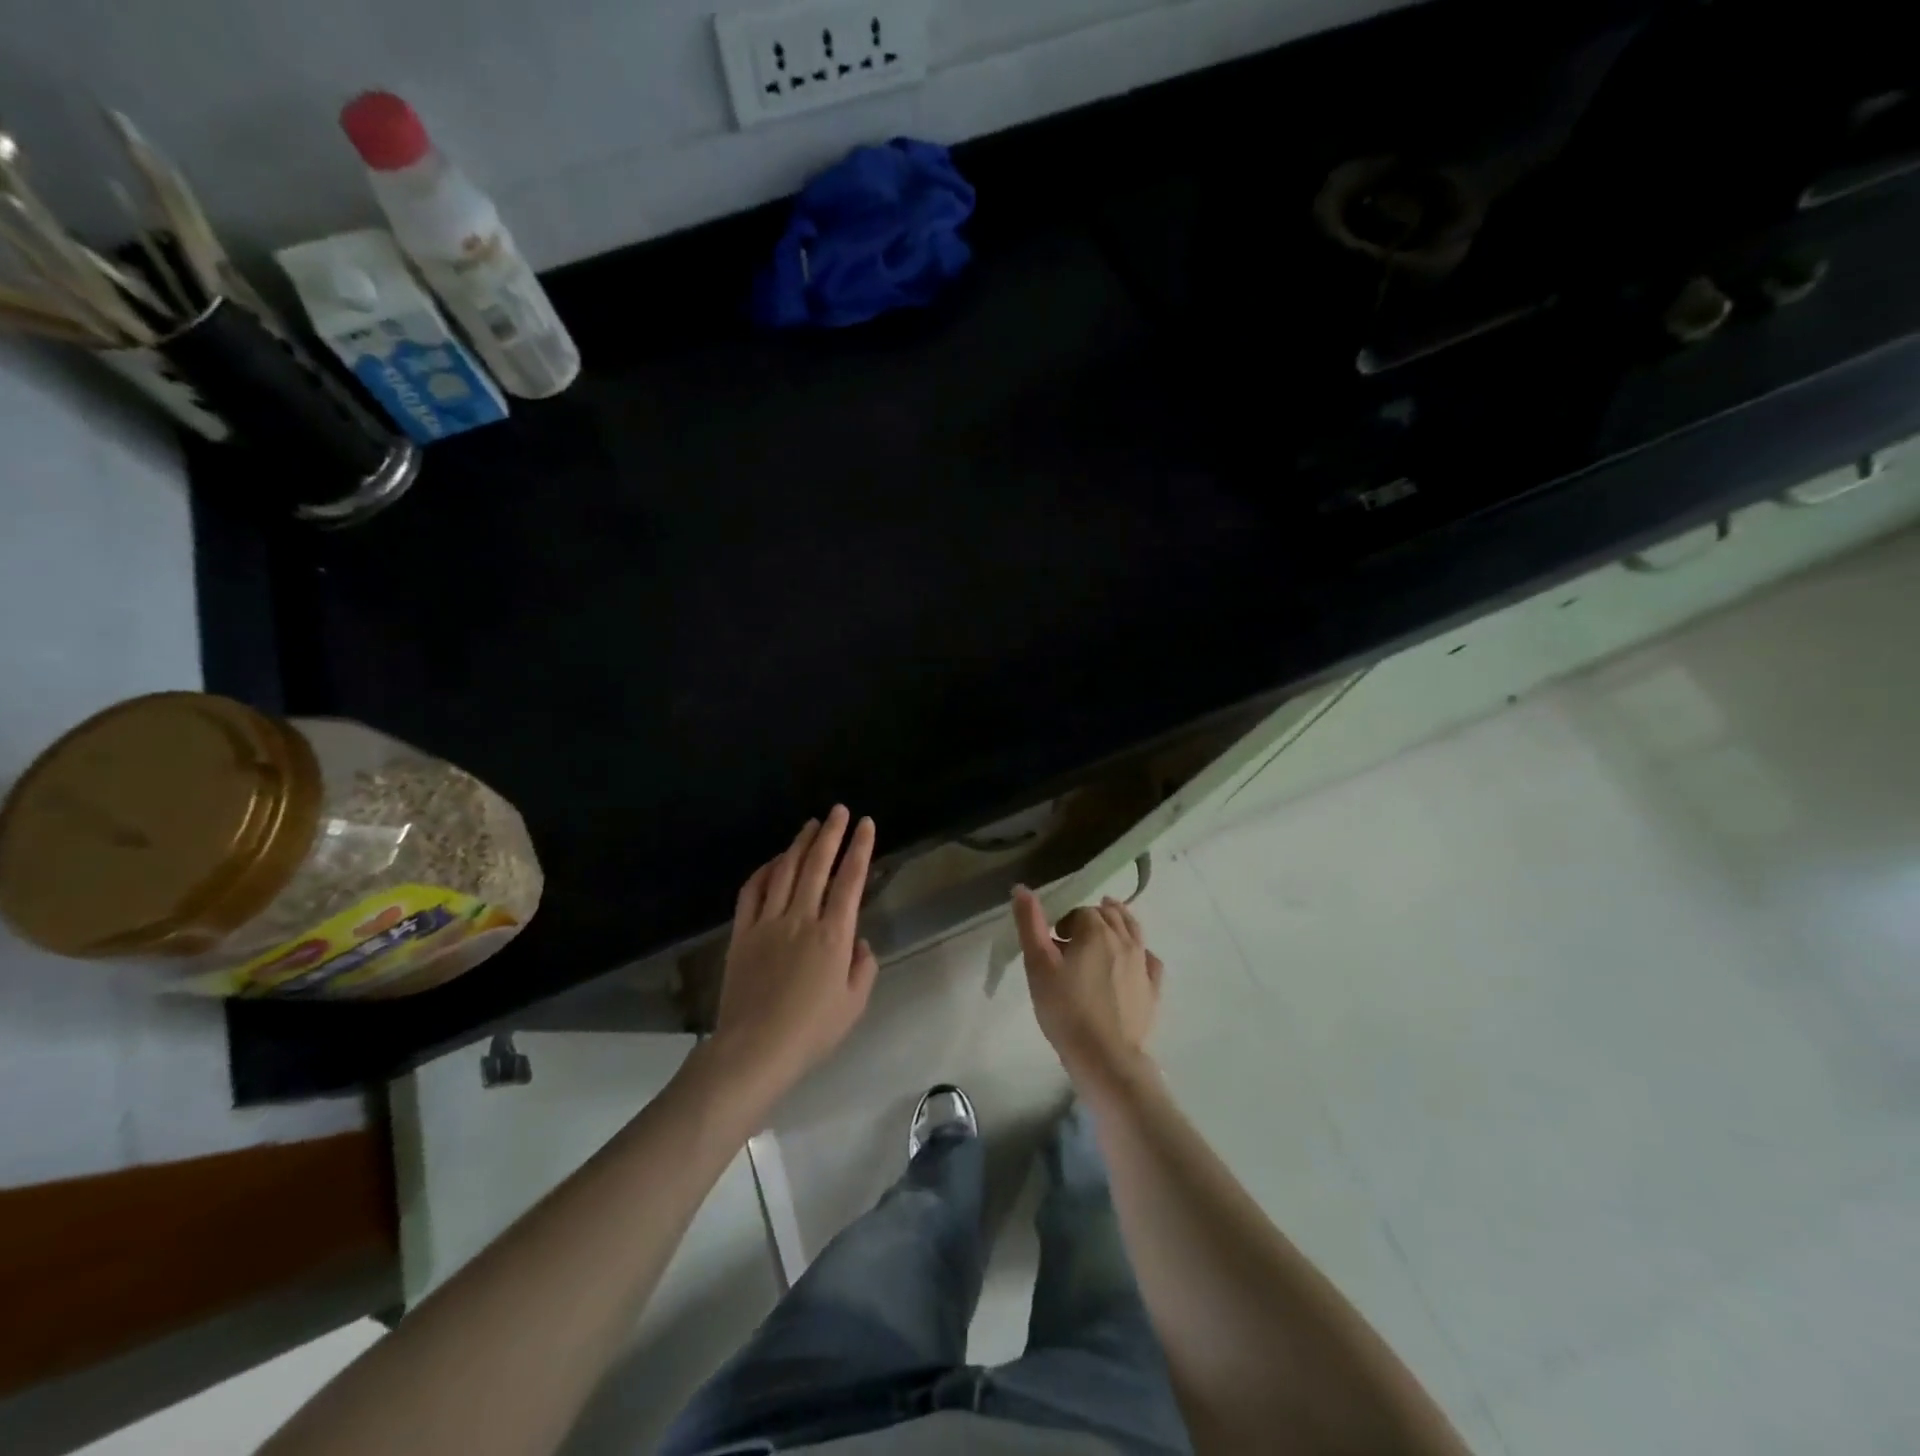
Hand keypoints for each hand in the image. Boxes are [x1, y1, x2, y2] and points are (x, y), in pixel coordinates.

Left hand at [708, 807, 879, 1098]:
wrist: (754, 1049)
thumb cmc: (811, 1031)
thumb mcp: (854, 1004)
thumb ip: (863, 967)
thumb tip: (858, 941)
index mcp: (833, 935)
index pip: (850, 880)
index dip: (860, 848)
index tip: (866, 824)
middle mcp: (802, 918)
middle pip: (818, 865)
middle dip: (831, 833)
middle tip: (839, 810)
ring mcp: (768, 922)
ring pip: (786, 871)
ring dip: (799, 844)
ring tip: (811, 824)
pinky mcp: (742, 933)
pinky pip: (752, 892)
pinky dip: (764, 870)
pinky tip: (774, 860)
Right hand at [1012, 886, 1163, 1082]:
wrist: (1105, 1057)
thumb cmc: (1066, 1009)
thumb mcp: (1038, 965)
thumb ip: (1030, 924)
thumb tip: (1021, 888)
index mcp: (1096, 930)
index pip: (1080, 912)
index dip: (1064, 923)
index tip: (1052, 943)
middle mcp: (1124, 940)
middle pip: (1109, 915)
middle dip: (1091, 919)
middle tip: (1073, 938)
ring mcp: (1142, 964)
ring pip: (1133, 930)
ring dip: (1118, 924)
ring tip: (1103, 932)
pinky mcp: (1153, 989)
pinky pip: (1149, 959)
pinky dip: (1139, 952)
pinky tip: (1132, 961)